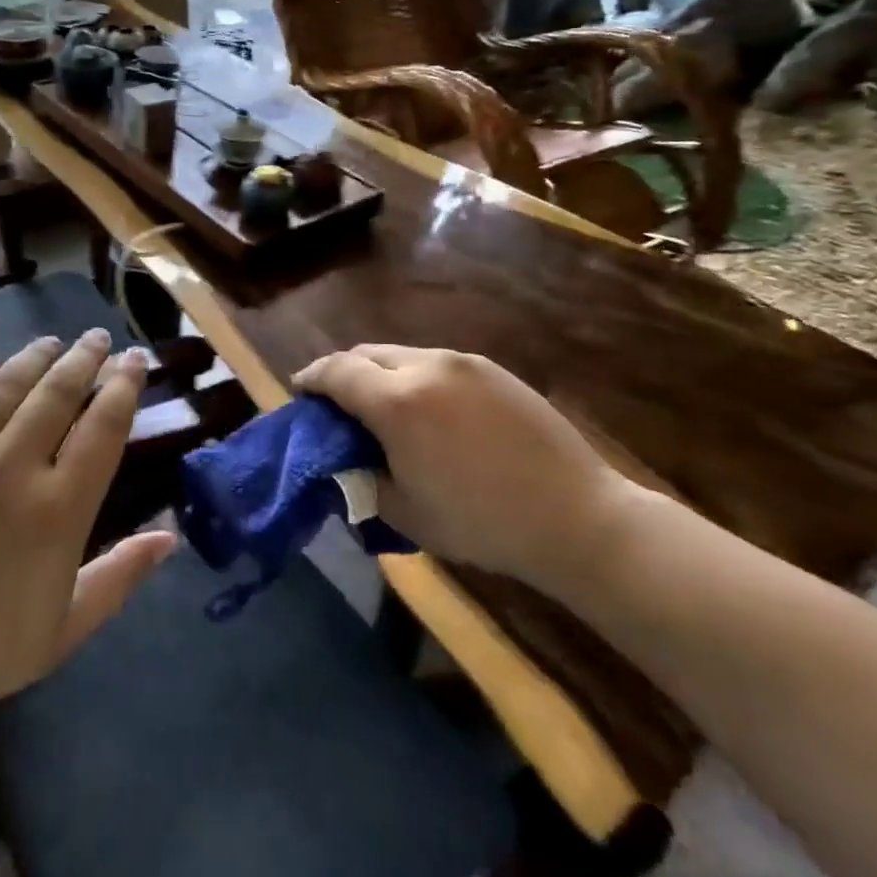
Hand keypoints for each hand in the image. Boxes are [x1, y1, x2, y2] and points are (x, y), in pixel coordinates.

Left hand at [0, 331, 175, 749]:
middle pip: (59, 392)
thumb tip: (170, 536)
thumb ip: (121, 576)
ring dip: (35, 357)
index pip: (104, 425)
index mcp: (58, 509)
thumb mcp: (65, 628)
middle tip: (97, 338)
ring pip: (6, 385)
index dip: (125, 385)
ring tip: (52, 342)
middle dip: (85, 357)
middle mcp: (12, 468)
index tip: (135, 360)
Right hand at [294, 345, 631, 596]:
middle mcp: (427, 366)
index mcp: (398, 402)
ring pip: (402, 355)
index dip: (310, 378)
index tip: (299, 392)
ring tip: (381, 407)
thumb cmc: (482, 523)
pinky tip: (428, 410)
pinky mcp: (494, 370)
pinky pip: (437, 364)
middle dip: (342, 372)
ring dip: (380, 373)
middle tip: (336, 403)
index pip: (336, 372)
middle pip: (366, 353)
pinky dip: (415, 377)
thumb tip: (343, 462)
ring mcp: (464, 363)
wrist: (577, 517)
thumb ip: (361, 480)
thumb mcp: (404, 513)